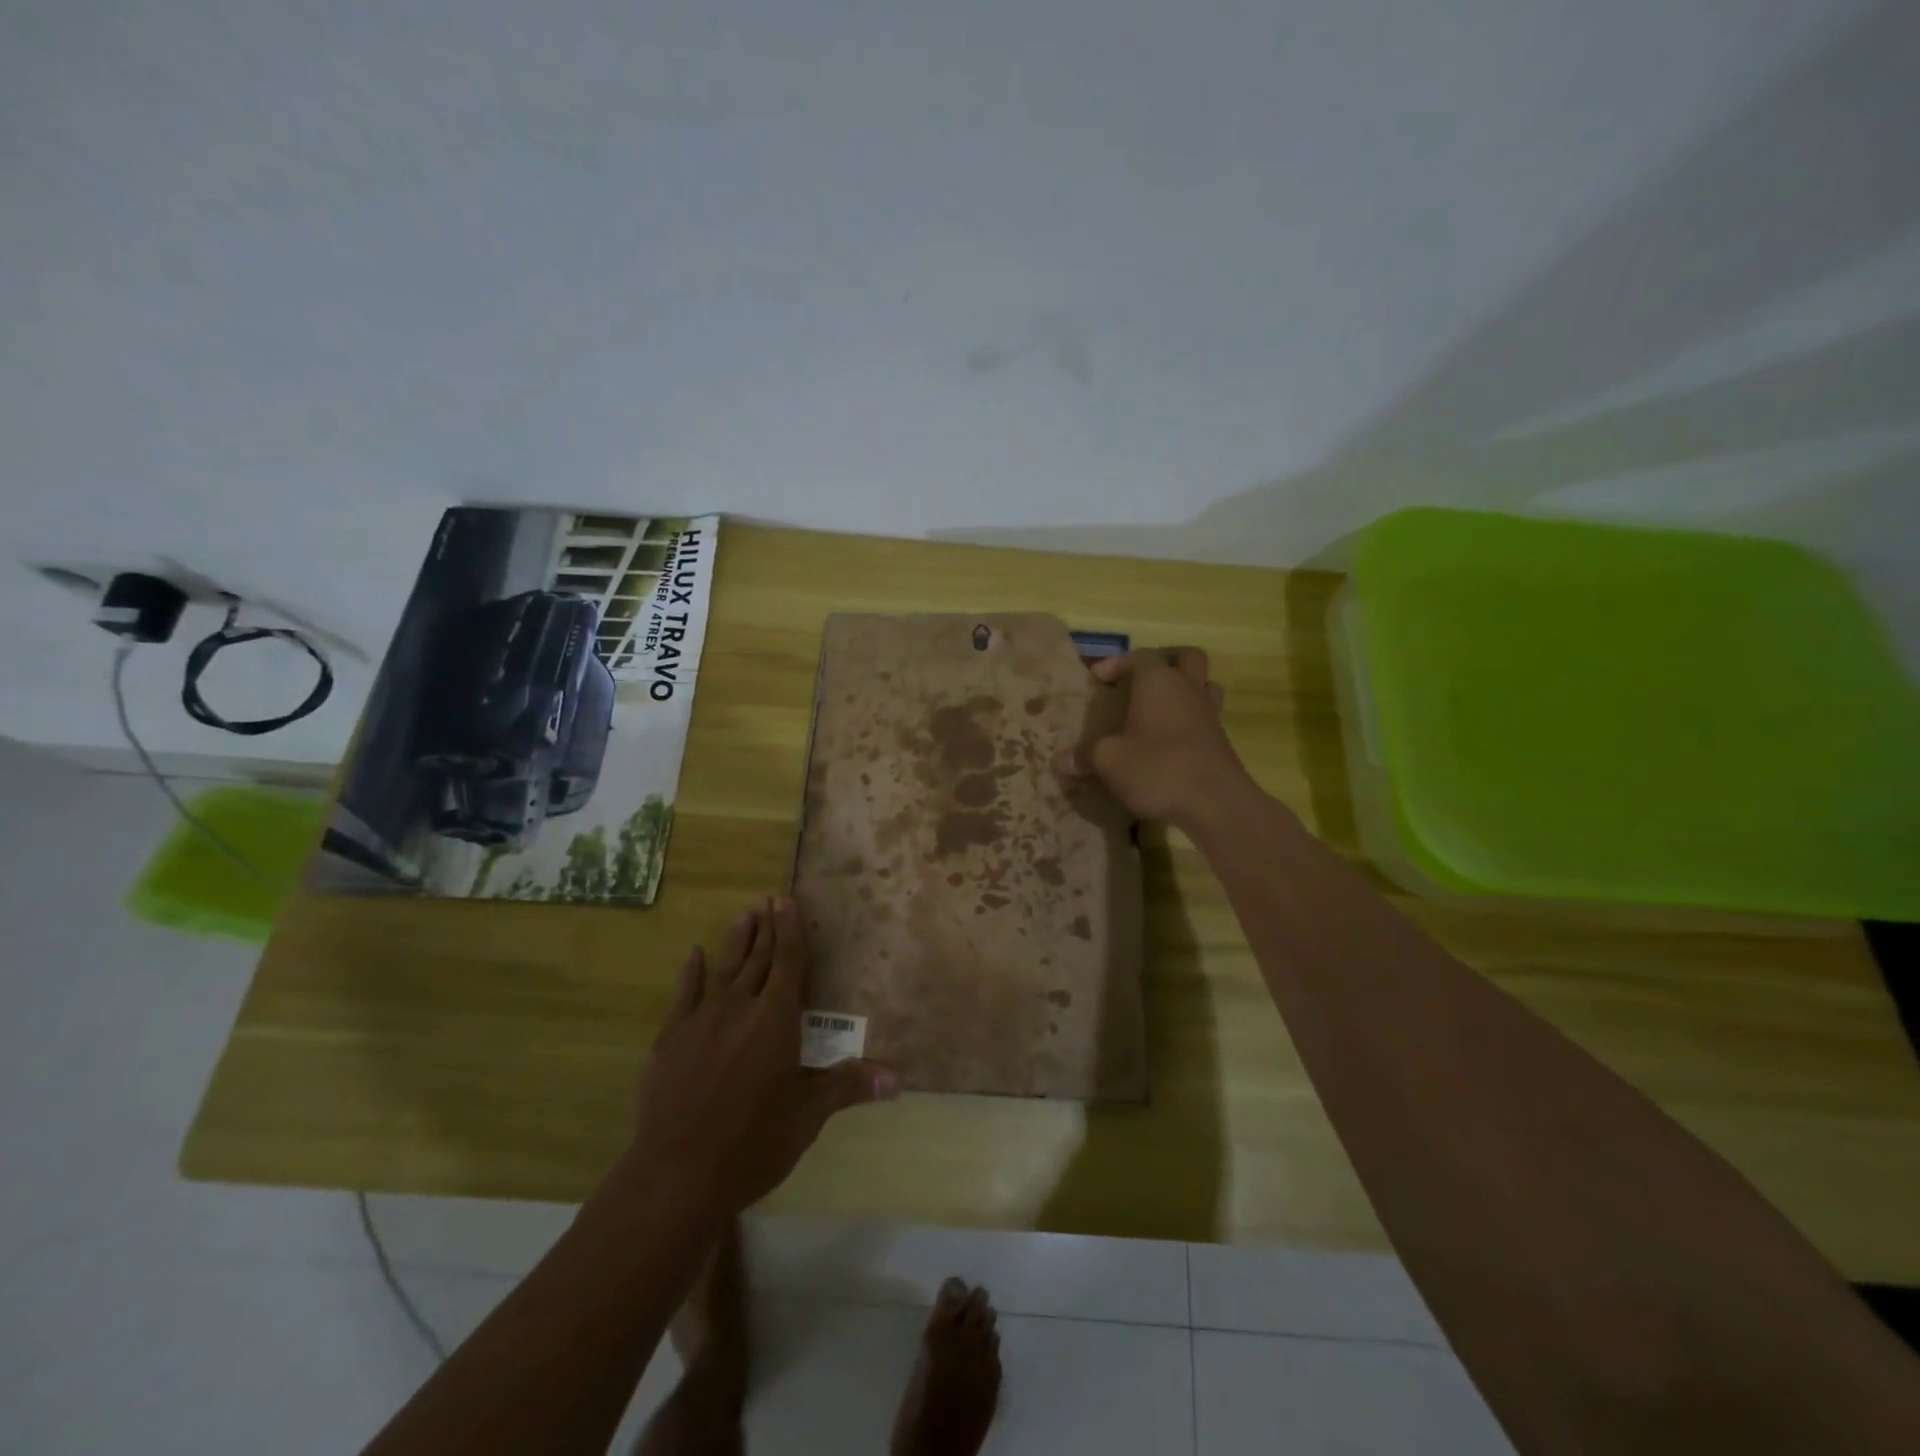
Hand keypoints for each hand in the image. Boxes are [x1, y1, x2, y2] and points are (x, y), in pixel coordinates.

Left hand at [622, 898, 897, 1218]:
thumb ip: (848, 1085)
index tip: (786, 900)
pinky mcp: (670, 1039)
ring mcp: (701, 1020)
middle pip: (758, 958)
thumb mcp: (808, 1116)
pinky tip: (693, 954)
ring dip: (736, 941)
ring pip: (724, 969)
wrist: (677, 1174)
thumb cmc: (753, 1143)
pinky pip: (684, 994)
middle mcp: (740, 1008)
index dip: (791, 930)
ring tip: (744, 915)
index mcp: (776, 1020)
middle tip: (769, 900)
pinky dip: (691, 972)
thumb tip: (897, 1078)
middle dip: (767, 929)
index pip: (789, 963)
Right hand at [1053, 647, 1252, 828]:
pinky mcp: (1221, 740)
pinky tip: (1172, 741)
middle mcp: (1188, 689)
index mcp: (1158, 682)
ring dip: (1184, 688)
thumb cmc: (1157, 768)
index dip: (1116, 662)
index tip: (1097, 678)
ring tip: (1161, 707)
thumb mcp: (1109, 762)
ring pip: (1203, 684)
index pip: (1139, 656)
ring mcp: (1209, 714)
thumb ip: (1084, 756)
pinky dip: (1190, 720)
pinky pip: (1206, 716)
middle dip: (1164, 661)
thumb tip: (1060, 760)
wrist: (1215, 802)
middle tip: (1142, 679)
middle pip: (1185, 657)